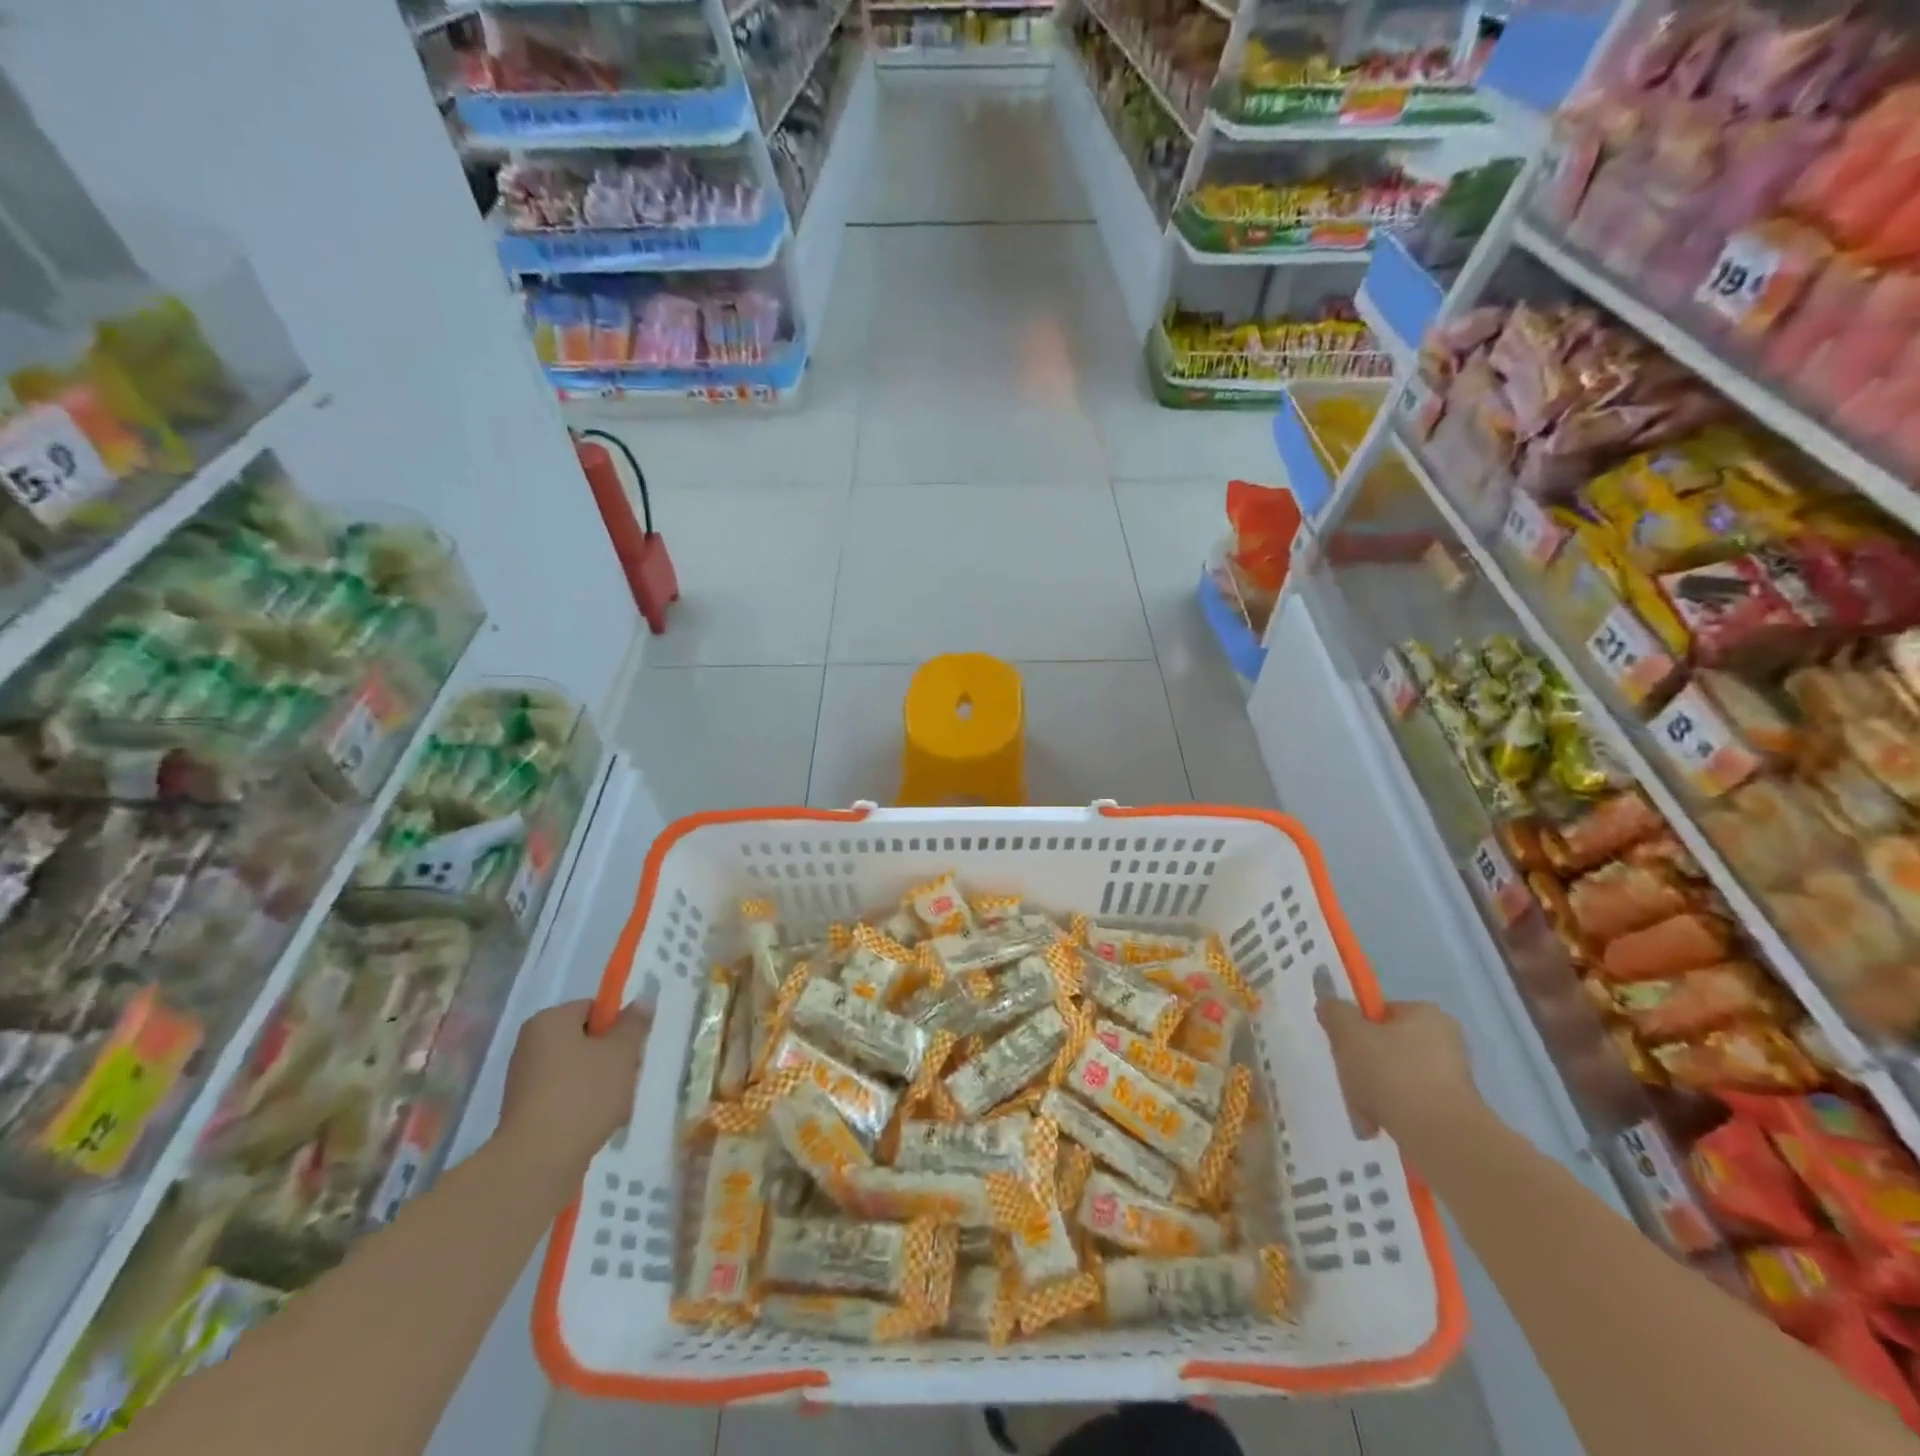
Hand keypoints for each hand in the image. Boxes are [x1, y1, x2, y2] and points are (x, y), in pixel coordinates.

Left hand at [498, 998, 650, 1184]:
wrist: (538, 1162)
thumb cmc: (584, 1094)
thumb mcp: (622, 1052)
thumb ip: (635, 1023)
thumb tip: (643, 1000)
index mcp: (549, 1021)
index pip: (593, 1009)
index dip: (618, 1026)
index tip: (632, 1050)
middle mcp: (531, 1045)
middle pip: (586, 1040)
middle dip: (612, 1057)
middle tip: (629, 1077)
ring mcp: (525, 1080)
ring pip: (579, 1070)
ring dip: (602, 1083)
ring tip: (617, 1105)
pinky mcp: (525, 1112)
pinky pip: (565, 1096)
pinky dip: (584, 1105)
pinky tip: (600, 1123)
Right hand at [1316, 995, 1481, 1142]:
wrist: (1442, 1139)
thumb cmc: (1393, 1074)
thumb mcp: (1349, 1034)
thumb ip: (1334, 1012)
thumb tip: (1330, 1006)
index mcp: (1426, 1015)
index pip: (1381, 1012)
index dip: (1356, 1028)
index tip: (1343, 1048)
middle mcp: (1446, 1041)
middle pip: (1386, 1047)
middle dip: (1362, 1066)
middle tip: (1349, 1082)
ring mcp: (1453, 1079)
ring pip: (1395, 1078)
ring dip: (1372, 1093)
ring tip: (1361, 1112)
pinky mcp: (1454, 1112)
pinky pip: (1410, 1105)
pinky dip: (1391, 1113)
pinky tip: (1377, 1126)